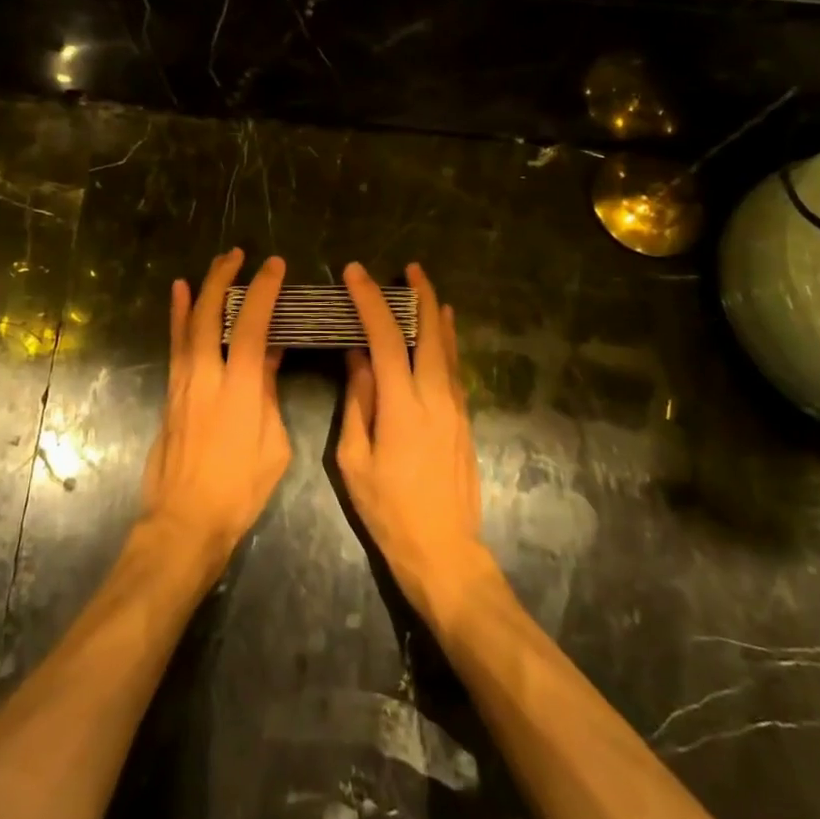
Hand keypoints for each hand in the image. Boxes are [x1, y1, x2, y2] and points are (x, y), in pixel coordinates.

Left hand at [140, 249, 290, 573]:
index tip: (275, 266)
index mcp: (240, 388)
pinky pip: (175, 343)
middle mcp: (207, 375)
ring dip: (203, 290)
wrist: (185, 519)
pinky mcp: (171, 392)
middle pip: (212, 314)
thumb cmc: (239, 489)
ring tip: (215, 265)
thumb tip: (268, 355)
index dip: (264, 290)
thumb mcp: (274, 444)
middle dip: (225, 278)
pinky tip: (179, 295)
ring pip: (189, 323)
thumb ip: (268, 393)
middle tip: (239, 254)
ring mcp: (183, 382)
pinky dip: (178, 315)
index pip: (252, 325)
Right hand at [337, 262, 494, 628]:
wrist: (444, 550)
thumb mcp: (354, 458)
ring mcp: (456, 408)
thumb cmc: (388, 509)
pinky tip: (443, 332)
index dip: (370, 301)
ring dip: (436, 313)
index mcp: (402, 405)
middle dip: (420, 295)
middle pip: (430, 332)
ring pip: (448, 348)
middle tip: (408, 268)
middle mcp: (435, 397)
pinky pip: (455, 368)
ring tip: (425, 288)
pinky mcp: (465, 420)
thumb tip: (357, 358)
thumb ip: (358, 402)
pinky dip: (446, 341)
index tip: (355, 274)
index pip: (386, 338)